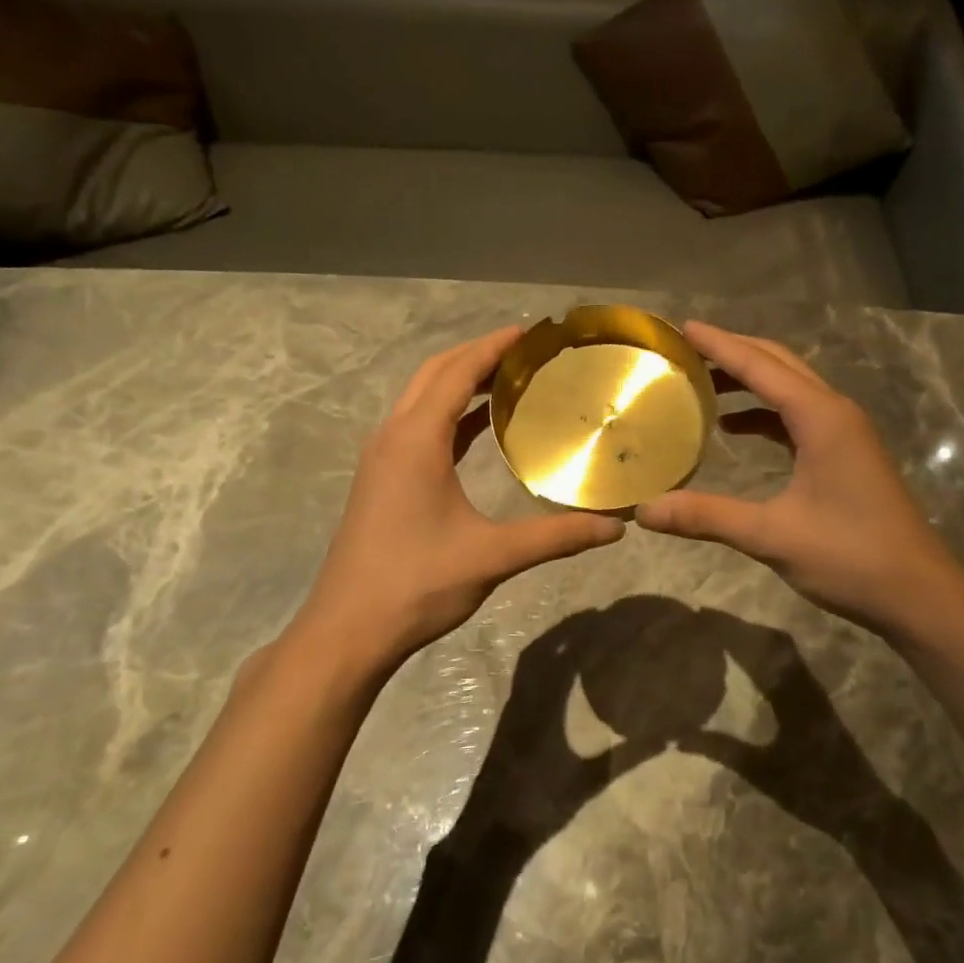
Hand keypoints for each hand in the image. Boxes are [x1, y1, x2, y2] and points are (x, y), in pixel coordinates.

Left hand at [294, 327, 624, 670]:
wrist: (348, 631)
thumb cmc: (417, 584)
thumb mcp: (492, 556)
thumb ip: (556, 537)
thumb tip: (615, 528)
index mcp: (415, 440)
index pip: (457, 372)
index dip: (494, 347)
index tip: (532, 331)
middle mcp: (393, 437)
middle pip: (435, 374)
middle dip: (478, 354)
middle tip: (528, 351)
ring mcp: (382, 458)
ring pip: (421, 399)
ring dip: (460, 381)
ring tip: (510, 379)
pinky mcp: (381, 480)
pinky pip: (418, 427)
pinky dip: (450, 414)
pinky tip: (480, 427)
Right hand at [636, 322, 963, 645]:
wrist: (918, 594)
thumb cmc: (850, 557)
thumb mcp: (772, 536)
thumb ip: (707, 516)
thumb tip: (644, 510)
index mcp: (821, 418)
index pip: (761, 366)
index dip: (719, 344)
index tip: (681, 326)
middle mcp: (834, 413)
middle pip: (779, 364)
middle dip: (733, 352)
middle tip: (685, 349)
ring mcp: (843, 433)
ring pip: (790, 388)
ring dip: (749, 380)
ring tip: (701, 382)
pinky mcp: (844, 454)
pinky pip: (797, 416)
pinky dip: (764, 413)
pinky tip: (734, 428)